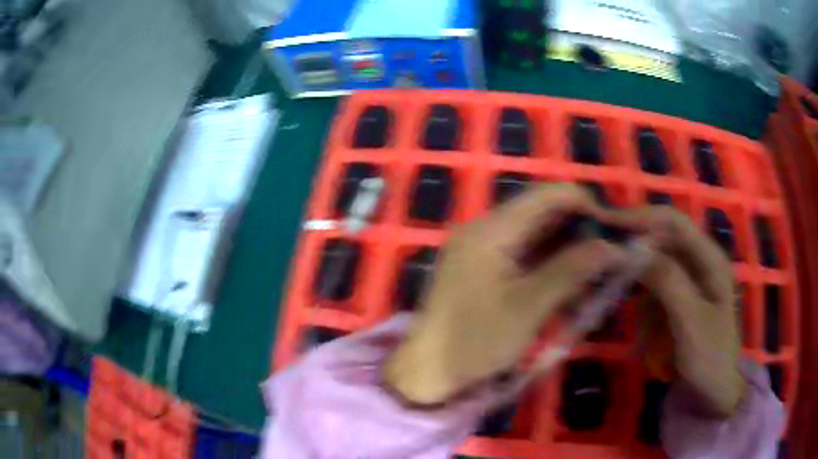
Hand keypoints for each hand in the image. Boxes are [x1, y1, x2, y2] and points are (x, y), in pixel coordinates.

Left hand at [383, 184, 629, 405]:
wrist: (427, 371)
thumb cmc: (475, 342)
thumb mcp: (529, 307)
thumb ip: (571, 271)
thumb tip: (612, 246)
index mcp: (491, 230)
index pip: (547, 196)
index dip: (584, 204)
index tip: (612, 230)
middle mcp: (484, 229)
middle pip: (542, 213)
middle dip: (579, 229)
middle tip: (609, 253)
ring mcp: (481, 248)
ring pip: (536, 235)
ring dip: (567, 249)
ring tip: (595, 270)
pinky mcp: (483, 267)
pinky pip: (524, 254)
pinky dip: (549, 264)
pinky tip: (569, 283)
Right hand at [608, 207, 745, 416]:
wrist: (714, 390)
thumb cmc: (709, 356)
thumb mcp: (690, 321)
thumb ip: (668, 282)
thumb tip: (634, 250)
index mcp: (710, 258)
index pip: (674, 221)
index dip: (642, 216)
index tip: (607, 223)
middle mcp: (699, 261)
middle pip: (661, 241)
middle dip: (636, 255)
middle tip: (608, 271)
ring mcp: (689, 280)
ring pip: (654, 268)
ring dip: (641, 292)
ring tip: (640, 328)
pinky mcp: (679, 298)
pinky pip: (654, 292)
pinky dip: (645, 310)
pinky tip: (647, 336)